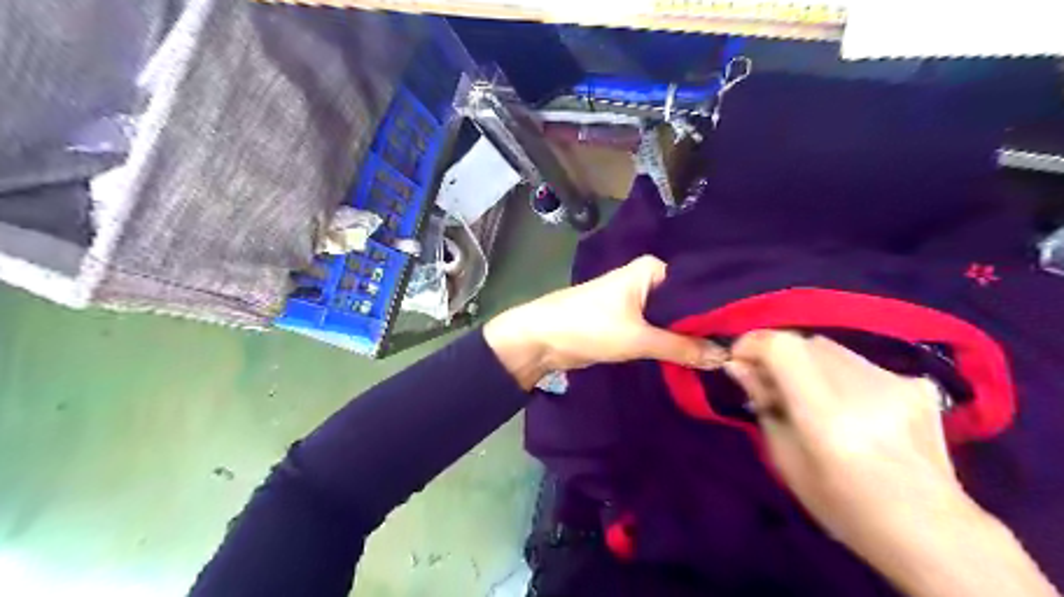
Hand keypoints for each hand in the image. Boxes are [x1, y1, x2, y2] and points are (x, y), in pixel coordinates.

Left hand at [483, 257, 723, 392]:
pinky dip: (673, 343)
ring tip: (728, 356)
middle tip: (742, 349)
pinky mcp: (630, 321)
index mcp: (653, 270)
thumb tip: (725, 358)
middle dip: (707, 327)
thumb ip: (683, 348)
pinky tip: (698, 358)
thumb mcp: (639, 338)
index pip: (699, 287)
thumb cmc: (589, 326)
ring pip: (673, 320)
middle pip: (687, 305)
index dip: (722, 310)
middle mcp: (648, 280)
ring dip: (690, 338)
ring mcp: (638, 301)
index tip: (750, 332)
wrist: (542, 340)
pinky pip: (659, 331)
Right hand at [724, 333, 955, 546]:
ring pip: (832, 348)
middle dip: (778, 355)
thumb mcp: (786, 461)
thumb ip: (763, 406)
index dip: (754, 344)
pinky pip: (860, 363)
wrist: (932, 532)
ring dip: (808, 362)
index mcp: (826, 416)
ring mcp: (897, 383)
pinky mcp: (917, 385)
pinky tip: (850, 406)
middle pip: (805, 342)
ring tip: (810, 396)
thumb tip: (741, 367)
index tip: (739, 360)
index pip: (783, 347)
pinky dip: (840, 375)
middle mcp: (863, 389)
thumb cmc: (844, 506)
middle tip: (770, 384)